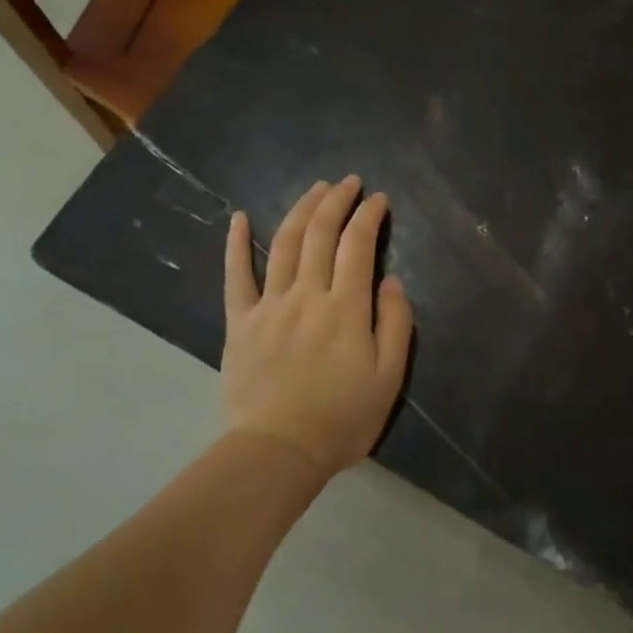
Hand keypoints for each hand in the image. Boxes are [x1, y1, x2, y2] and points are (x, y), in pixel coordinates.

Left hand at [221, 176, 414, 478]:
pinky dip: (236, 243)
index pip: (358, 246)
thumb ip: (396, 325)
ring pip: (284, 243)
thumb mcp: (388, 379)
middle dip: (336, 200)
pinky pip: (236, 275)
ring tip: (315, 188)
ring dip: (301, 209)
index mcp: (345, 308)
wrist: (277, 452)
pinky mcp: (240, 321)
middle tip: (349, 181)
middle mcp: (307, 295)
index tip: (378, 199)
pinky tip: (240, 217)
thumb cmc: (341, 419)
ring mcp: (269, 305)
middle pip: (320, 234)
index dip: (369, 216)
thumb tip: (392, 282)